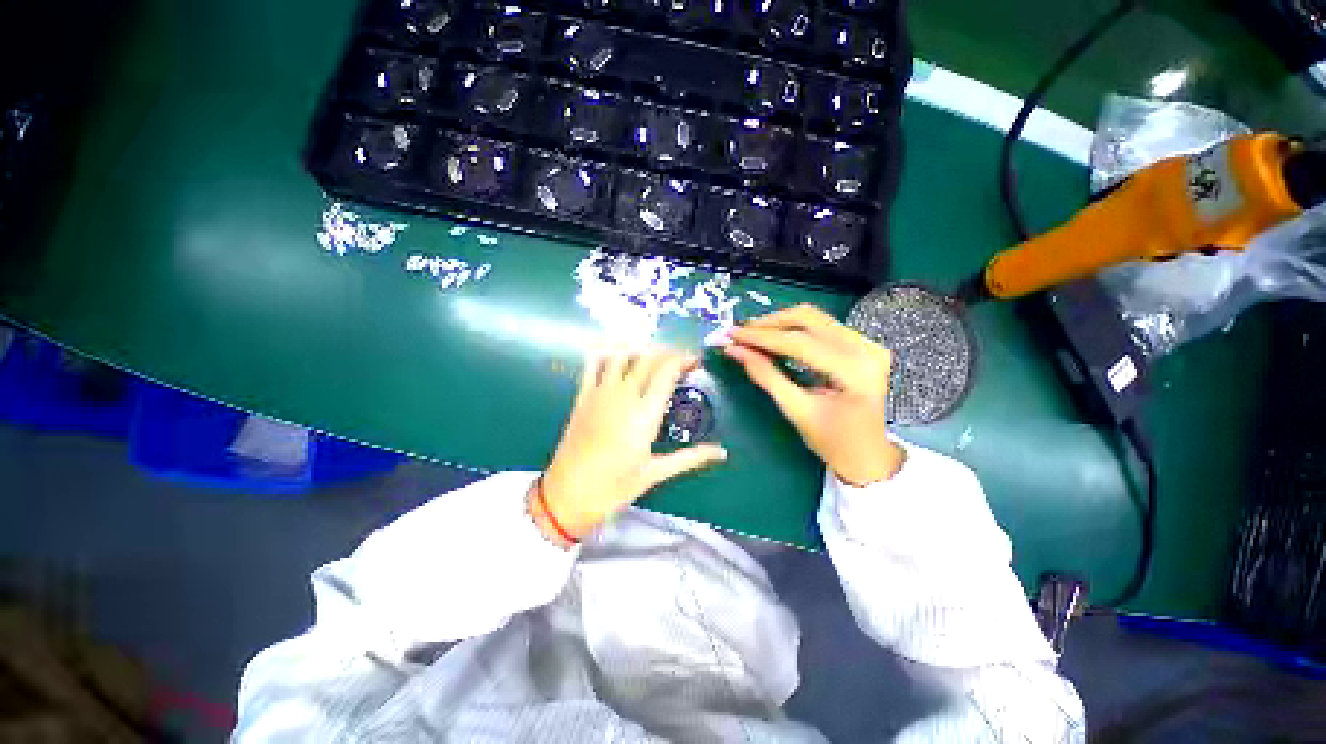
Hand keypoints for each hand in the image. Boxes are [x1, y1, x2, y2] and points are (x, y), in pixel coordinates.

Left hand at [532, 347, 727, 546]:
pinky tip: (618, 355)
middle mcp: (624, 395)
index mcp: (645, 414)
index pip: (667, 370)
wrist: (568, 494)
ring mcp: (600, 393)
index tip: (695, 362)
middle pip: (649, 358)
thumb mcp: (655, 473)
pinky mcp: (582, 396)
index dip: (684, 359)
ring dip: (642, 350)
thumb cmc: (614, 487)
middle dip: (669, 353)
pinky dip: (607, 353)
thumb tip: (722, 452)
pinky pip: (593, 363)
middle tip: (680, 362)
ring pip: (623, 355)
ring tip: (654, 359)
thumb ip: (690, 457)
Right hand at [725, 304, 903, 486]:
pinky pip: (821, 325)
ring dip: (779, 323)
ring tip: (752, 334)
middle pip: (809, 318)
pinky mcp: (862, 344)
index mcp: (854, 371)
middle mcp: (866, 349)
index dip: (762, 337)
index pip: (800, 343)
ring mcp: (867, 343)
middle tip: (740, 332)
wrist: (867, 455)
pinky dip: (793, 329)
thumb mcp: (796, 410)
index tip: (732, 334)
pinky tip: (774, 338)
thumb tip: (735, 350)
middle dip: (769, 323)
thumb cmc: (831, 441)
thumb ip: (765, 376)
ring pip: (814, 318)